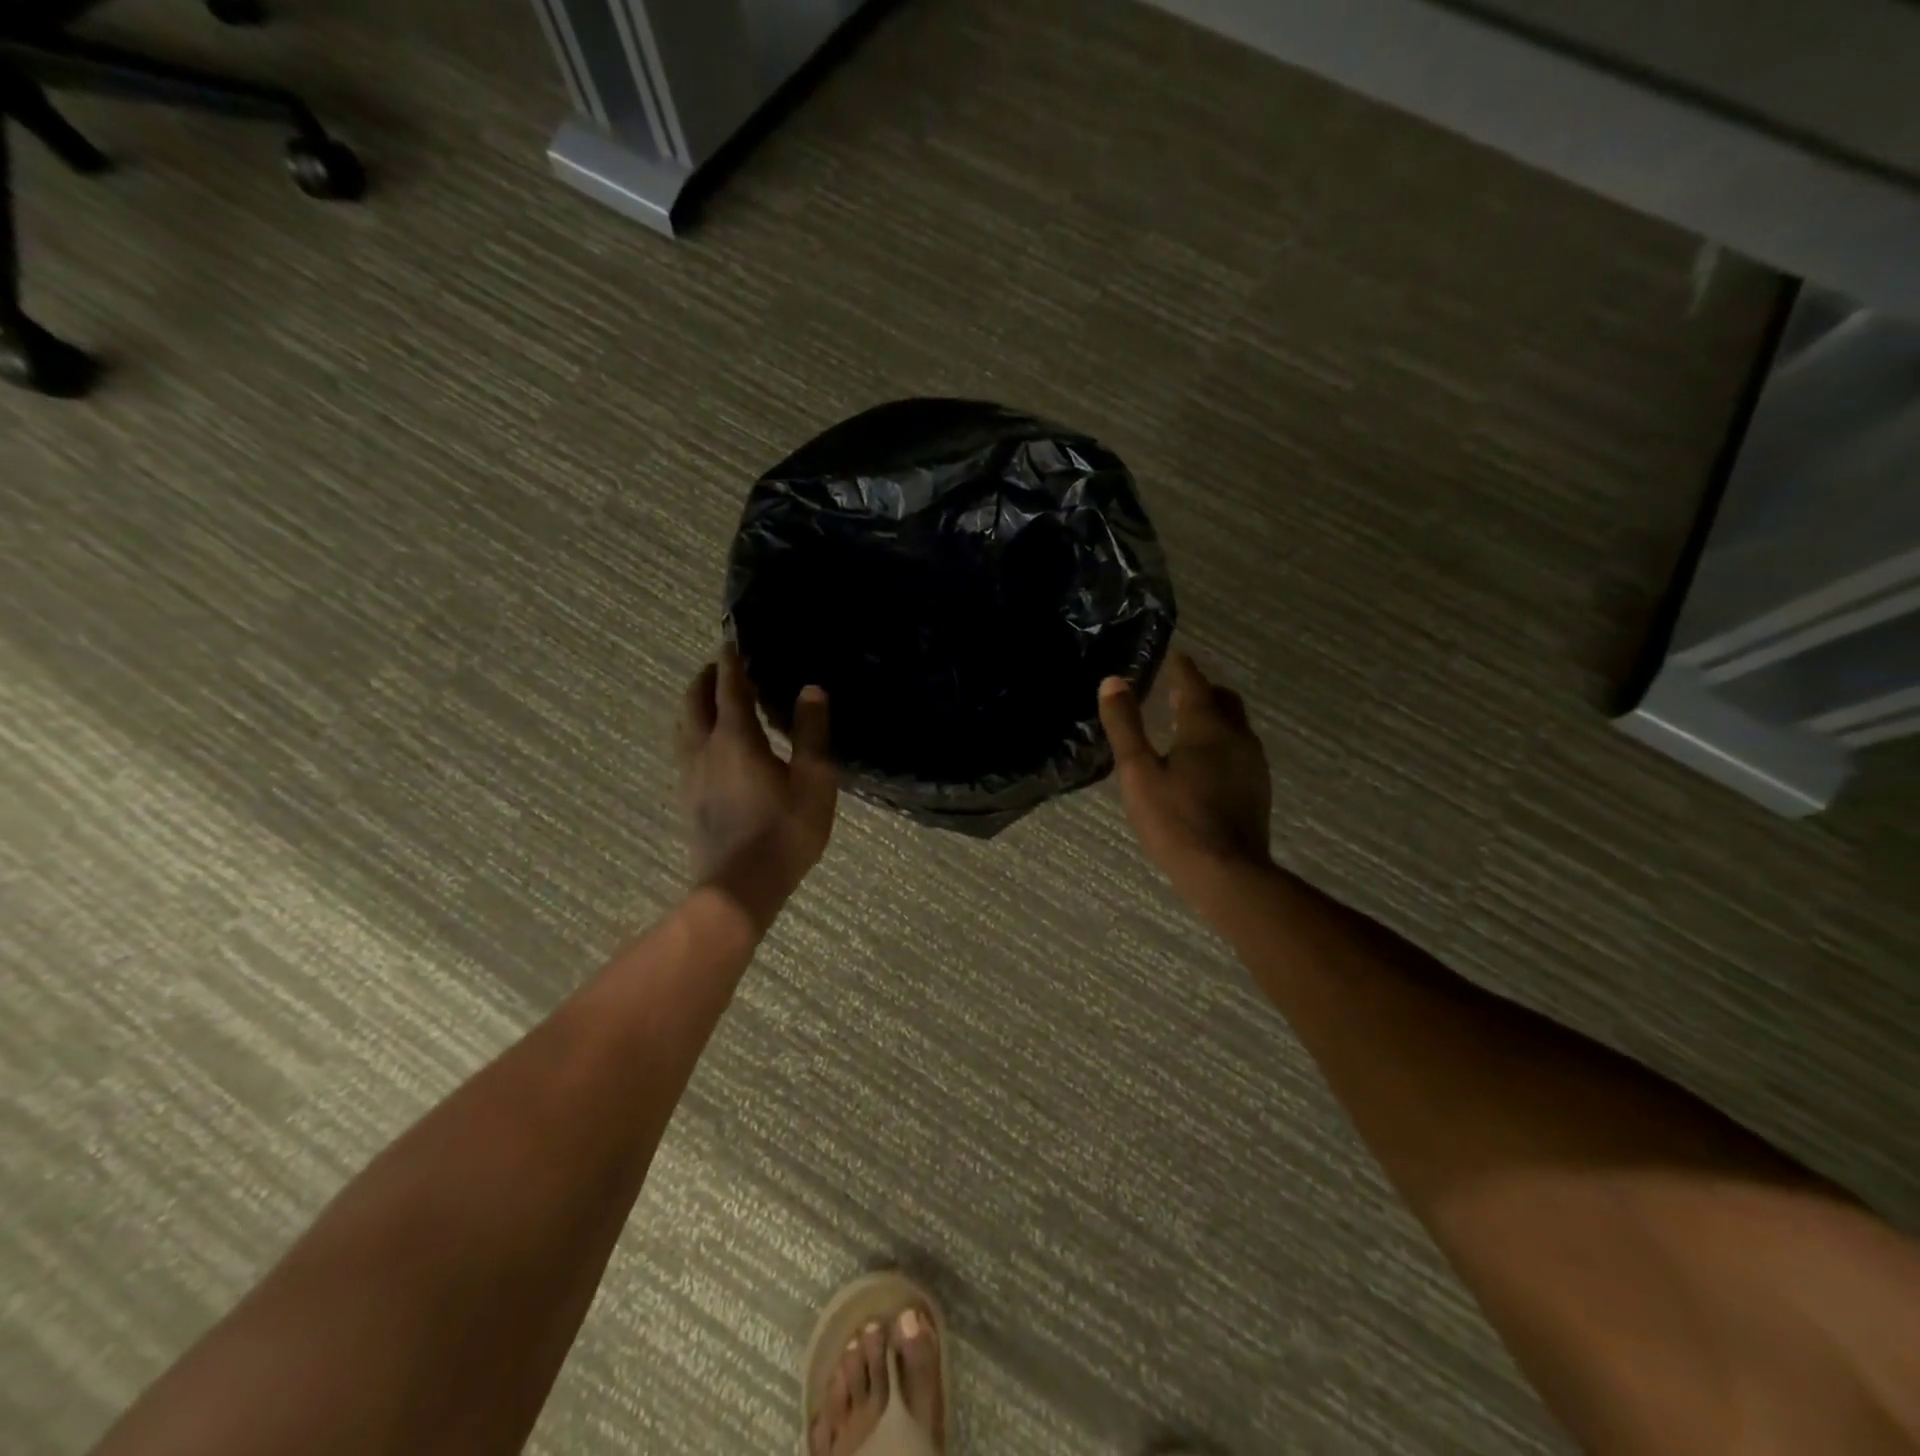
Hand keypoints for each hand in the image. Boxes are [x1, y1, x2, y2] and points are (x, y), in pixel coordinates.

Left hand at [677, 645, 837, 931]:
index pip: (729, 688)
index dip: (730, 663)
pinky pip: (683, 751)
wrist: (740, 887)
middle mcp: (705, 749)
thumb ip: (812, 732)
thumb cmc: (784, 832)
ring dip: (693, 705)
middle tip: (719, 666)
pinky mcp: (687, 799)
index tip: (731, 643)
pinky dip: (692, 732)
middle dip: (705, 679)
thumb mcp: (813, 781)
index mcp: (736, 739)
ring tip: (708, 700)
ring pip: (682, 727)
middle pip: (694, 702)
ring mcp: (690, 776)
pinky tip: (705, 747)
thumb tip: (812, 689)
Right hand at [1098, 653, 1273, 916]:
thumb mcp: (1137, 771)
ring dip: (1211, 717)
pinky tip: (1203, 763)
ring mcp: (1253, 763)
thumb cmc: (1175, 820)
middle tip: (1174, 692)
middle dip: (1199, 690)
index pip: (1193, 682)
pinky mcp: (1258, 787)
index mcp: (1206, 726)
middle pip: (1222, 700)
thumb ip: (1125, 725)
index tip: (1172, 657)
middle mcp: (1237, 736)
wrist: (1227, 872)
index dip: (1180, 667)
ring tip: (1184, 725)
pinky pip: (1239, 749)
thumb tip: (1113, 682)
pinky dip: (1220, 742)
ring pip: (1234, 725)